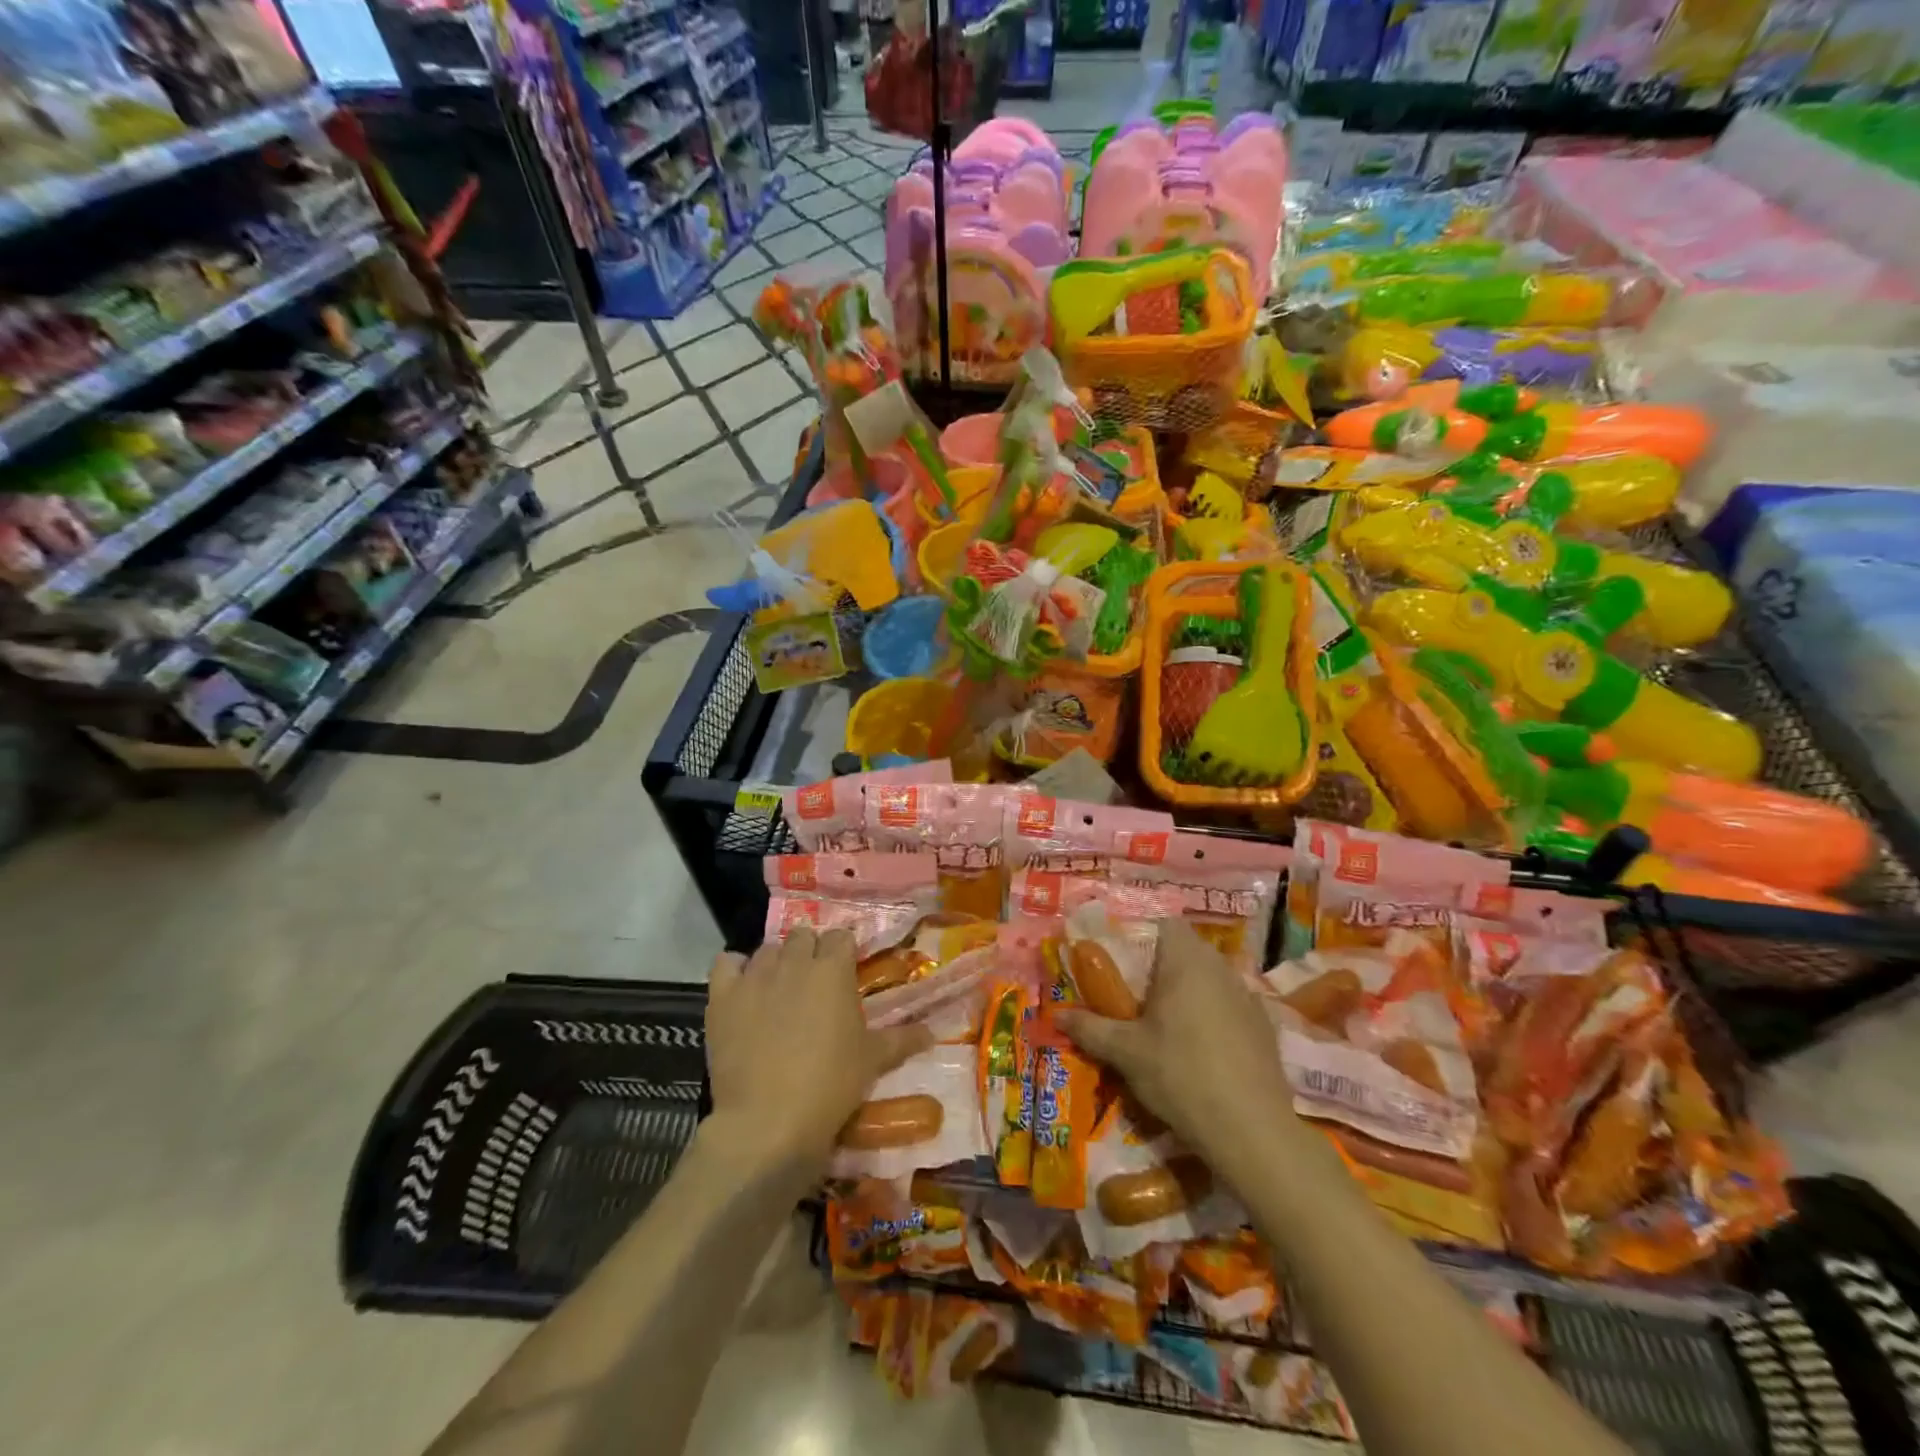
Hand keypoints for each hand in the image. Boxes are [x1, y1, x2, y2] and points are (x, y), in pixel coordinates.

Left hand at [703, 928, 929, 1179]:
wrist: (769, 1120)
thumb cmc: (831, 1085)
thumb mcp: (873, 1061)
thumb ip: (903, 1039)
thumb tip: (933, 1032)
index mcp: (833, 970)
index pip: (841, 936)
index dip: (844, 951)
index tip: (845, 971)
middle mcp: (795, 962)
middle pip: (803, 936)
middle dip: (810, 951)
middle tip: (814, 982)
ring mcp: (755, 976)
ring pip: (767, 949)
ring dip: (776, 961)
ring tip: (779, 989)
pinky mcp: (722, 996)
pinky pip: (726, 963)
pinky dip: (734, 969)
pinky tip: (742, 988)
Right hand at [1055, 918, 1294, 1172]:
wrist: (1252, 1130)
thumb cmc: (1180, 1075)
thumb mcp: (1125, 1053)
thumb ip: (1090, 1028)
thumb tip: (1057, 1014)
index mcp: (1186, 961)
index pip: (1166, 924)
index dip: (1143, 936)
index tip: (1124, 964)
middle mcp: (1220, 968)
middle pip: (1187, 950)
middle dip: (1162, 967)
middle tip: (1137, 997)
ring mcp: (1248, 996)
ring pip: (1211, 978)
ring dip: (1189, 991)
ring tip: (1167, 1026)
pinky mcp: (1265, 1027)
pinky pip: (1231, 1005)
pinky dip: (1214, 1016)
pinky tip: (1202, 1050)